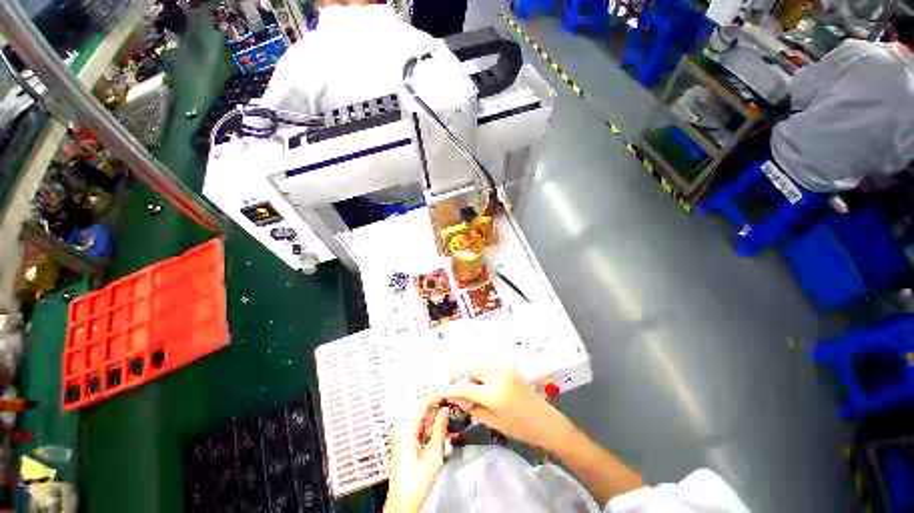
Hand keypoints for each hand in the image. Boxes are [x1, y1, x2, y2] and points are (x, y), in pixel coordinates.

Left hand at [384, 397, 449, 512]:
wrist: (403, 504)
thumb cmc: (414, 484)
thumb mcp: (433, 455)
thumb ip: (440, 429)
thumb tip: (445, 411)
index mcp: (405, 430)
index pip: (422, 405)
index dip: (436, 397)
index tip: (447, 393)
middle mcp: (401, 430)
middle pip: (422, 412)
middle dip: (437, 413)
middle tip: (451, 413)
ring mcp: (402, 437)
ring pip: (422, 421)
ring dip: (435, 423)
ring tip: (447, 428)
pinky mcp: (404, 444)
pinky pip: (419, 430)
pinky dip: (430, 432)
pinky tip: (439, 437)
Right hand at [438, 369, 572, 451]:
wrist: (546, 421)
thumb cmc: (520, 428)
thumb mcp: (494, 422)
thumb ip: (474, 408)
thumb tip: (458, 399)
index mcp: (494, 393)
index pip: (466, 387)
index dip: (451, 389)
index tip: (440, 391)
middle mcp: (498, 376)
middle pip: (472, 368)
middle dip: (458, 373)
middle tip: (449, 382)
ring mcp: (505, 370)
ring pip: (481, 365)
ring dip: (470, 372)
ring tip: (465, 384)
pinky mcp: (510, 369)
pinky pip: (490, 367)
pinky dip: (481, 372)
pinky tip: (480, 382)